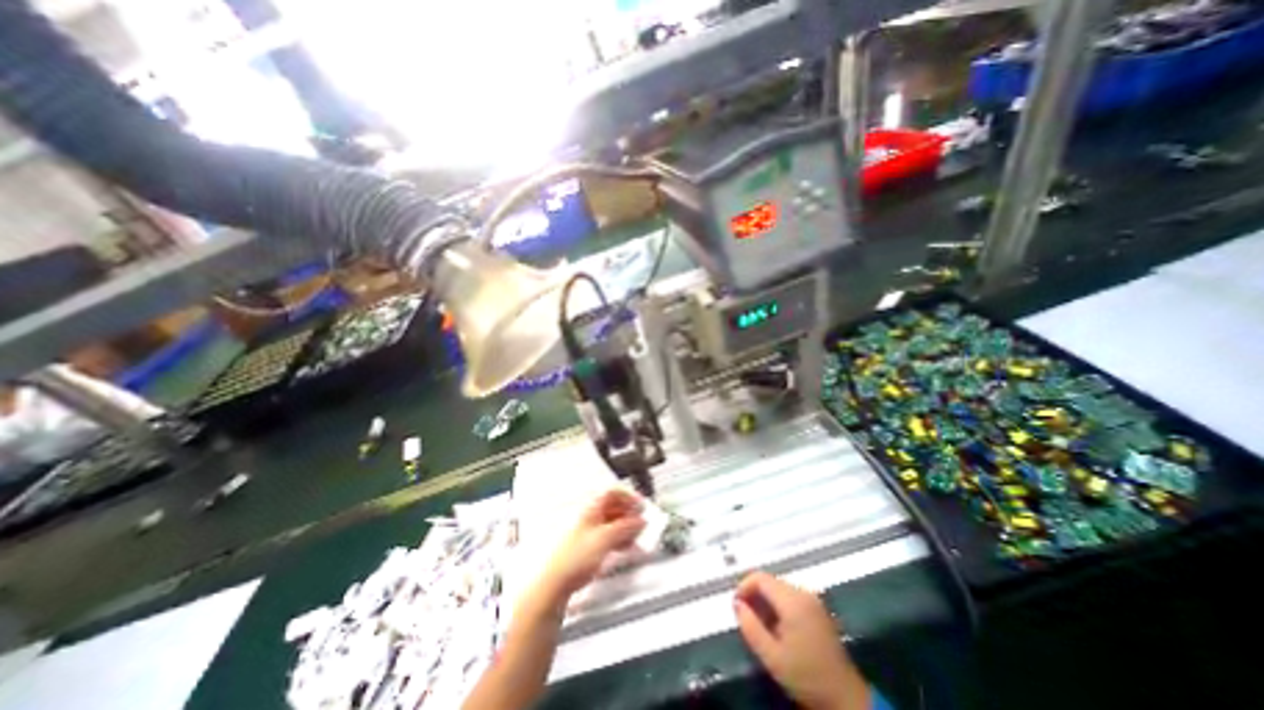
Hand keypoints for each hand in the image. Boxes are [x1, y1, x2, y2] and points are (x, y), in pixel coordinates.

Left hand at [537, 490, 646, 600]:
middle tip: (642, 522)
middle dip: (629, 513)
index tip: (641, 506)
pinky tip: (625, 547)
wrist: (555, 582)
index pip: (612, 492)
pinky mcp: (588, 546)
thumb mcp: (605, 538)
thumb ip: (624, 527)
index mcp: (591, 509)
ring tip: (636, 537)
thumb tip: (640, 520)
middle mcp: (590, 516)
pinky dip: (619, 538)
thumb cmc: (576, 556)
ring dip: (626, 527)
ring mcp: (588, 531)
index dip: (628, 496)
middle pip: (613, 507)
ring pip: (612, 522)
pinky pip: (608, 536)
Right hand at [731, 571, 868, 709]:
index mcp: (792, 600)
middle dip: (754, 595)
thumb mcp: (772, 656)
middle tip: (746, 617)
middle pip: (770, 582)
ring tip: (760, 625)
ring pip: (779, 589)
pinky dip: (778, 606)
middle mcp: (803, 593)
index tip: (736, 605)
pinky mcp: (818, 609)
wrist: (846, 698)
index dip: (744, 586)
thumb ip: (750, 626)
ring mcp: (813, 600)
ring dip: (766, 601)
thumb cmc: (806, 676)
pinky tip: (776, 627)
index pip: (760, 577)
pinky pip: (790, 597)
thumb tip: (737, 604)